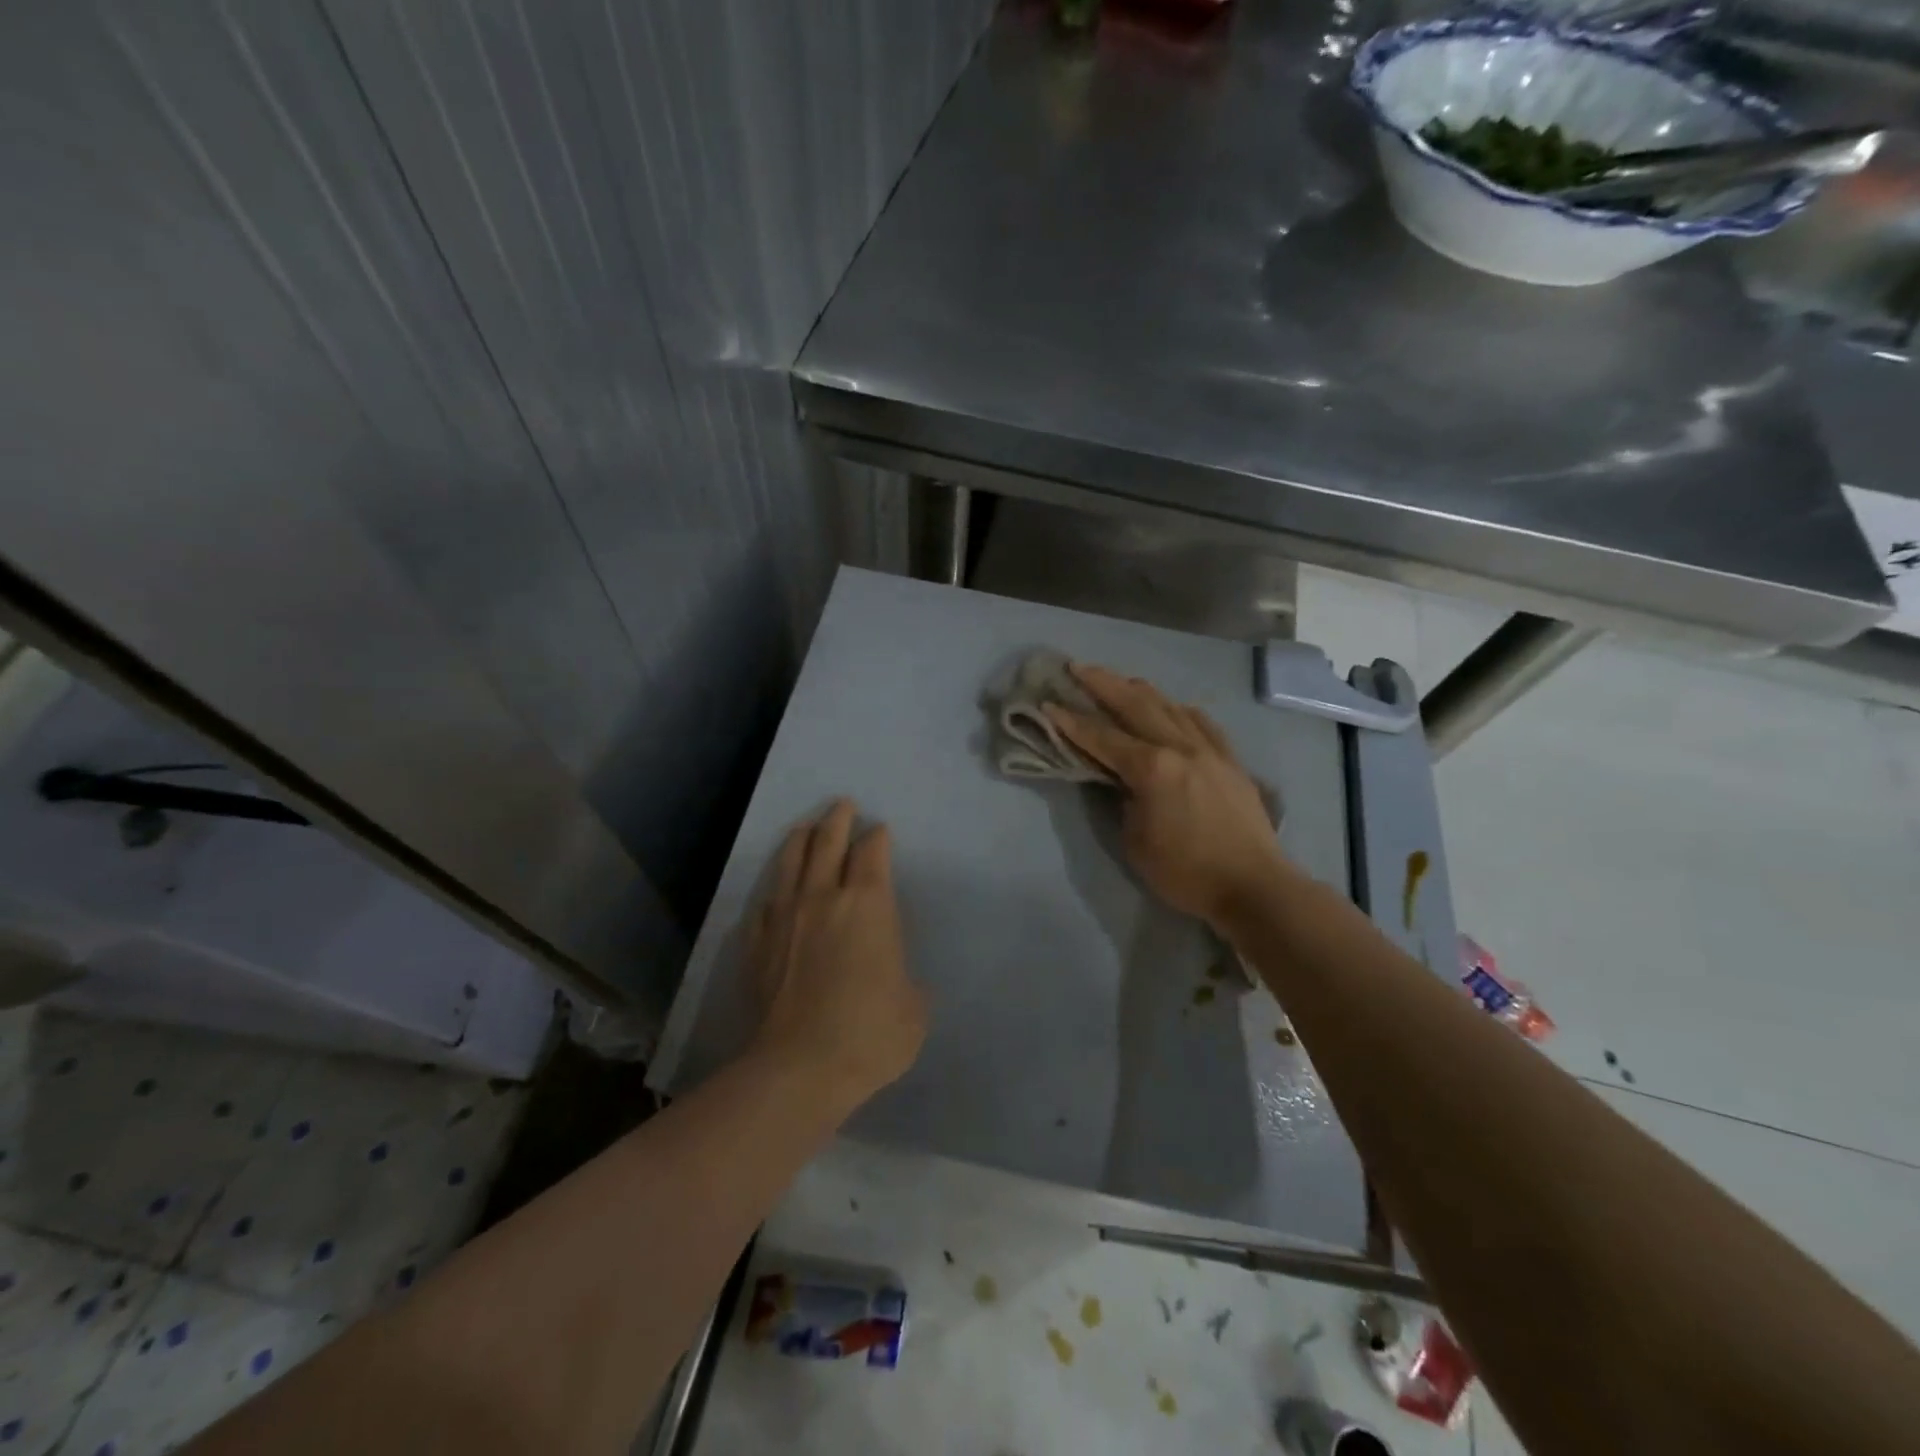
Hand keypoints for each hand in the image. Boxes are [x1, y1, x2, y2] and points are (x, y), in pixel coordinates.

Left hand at [746, 800, 926, 1110]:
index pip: (872, 852)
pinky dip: (774, 892)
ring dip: (801, 840)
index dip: (877, 837)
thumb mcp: (913, 1010)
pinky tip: (775, 895)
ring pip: (791, 863)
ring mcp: (785, 917)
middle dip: (837, 819)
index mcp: (869, 904)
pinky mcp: (757, 943)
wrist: (799, 1068)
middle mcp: (825, 897)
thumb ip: (907, 983)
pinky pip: (765, 904)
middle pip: (828, 842)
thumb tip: (895, 980)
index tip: (879, 830)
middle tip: (842, 804)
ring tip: (805, 828)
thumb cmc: (870, 1034)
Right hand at [1045, 664, 1287, 929]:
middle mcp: (1180, 747)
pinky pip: (1201, 722)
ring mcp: (1210, 749)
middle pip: (1136, 704)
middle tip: (1077, 667)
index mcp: (1152, 768)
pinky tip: (1172, 706)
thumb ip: (1123, 801)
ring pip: (1170, 705)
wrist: (1253, 885)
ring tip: (1118, 679)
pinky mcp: (1230, 759)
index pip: (1102, 737)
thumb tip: (1122, 780)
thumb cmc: (1186, 872)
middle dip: (1103, 683)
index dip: (1071, 721)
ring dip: (1139, 689)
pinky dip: (1179, 709)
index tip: (1048, 703)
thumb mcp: (1135, 842)